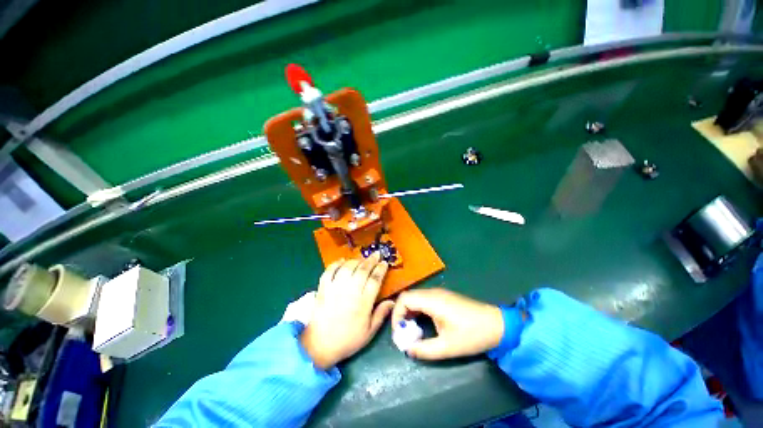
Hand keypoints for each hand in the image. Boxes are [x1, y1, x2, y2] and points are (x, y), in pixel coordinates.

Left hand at [300, 254, 393, 368]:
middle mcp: (350, 292)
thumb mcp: (369, 332)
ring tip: (361, 259)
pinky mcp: (323, 288)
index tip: (384, 263)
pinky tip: (342, 261)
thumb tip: (393, 301)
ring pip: (347, 267)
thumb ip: (381, 314)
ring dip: (356, 260)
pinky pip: (329, 271)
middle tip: (376, 254)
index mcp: (363, 303)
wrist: (319, 346)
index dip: (381, 269)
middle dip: (371, 260)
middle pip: (362, 270)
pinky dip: (336, 263)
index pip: (375, 280)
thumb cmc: (347, 340)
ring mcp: (335, 289)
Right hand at [392, 288, 503, 359]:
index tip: (399, 332)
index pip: (404, 299)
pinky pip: (424, 300)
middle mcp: (433, 293)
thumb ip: (424, 349)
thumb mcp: (447, 347)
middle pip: (408, 297)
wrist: (497, 325)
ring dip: (409, 312)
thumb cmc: (472, 335)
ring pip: (415, 298)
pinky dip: (418, 310)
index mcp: (432, 300)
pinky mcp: (444, 297)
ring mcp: (439, 293)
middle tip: (404, 333)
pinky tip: (423, 324)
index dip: (397, 314)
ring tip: (412, 331)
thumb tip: (407, 349)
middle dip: (401, 314)